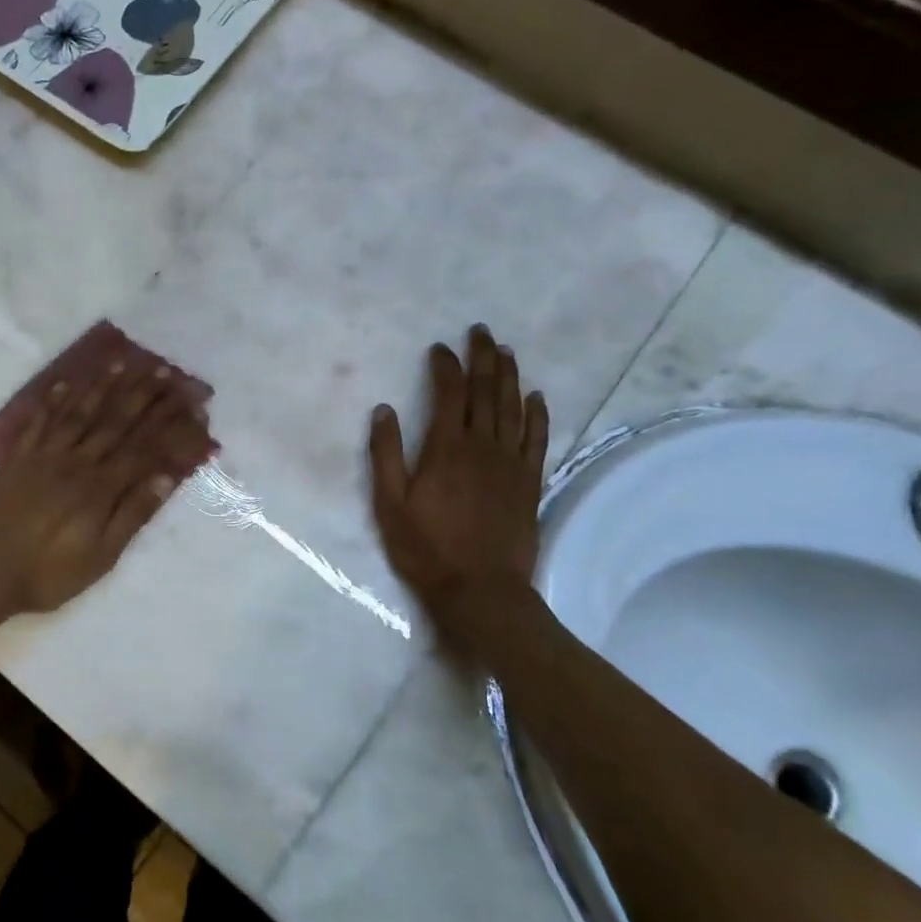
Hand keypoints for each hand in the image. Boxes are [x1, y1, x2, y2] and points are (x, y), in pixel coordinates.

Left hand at [0, 355, 210, 619]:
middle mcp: (74, 462)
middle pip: (114, 421)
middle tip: (163, 370)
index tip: (190, 404)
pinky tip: (64, 383)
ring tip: (121, 362)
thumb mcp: (101, 557)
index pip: (143, 447)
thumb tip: (165, 476)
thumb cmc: (50, 573)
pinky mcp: (17, 458)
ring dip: (101, 386)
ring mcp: (43, 456)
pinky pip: (37, 422)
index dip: (169, 425)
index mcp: (99, 488)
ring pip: (78, 413)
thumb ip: (133, 515)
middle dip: (142, 394)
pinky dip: (51, 401)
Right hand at [368, 325, 548, 618]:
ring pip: (513, 407)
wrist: (481, 589)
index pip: (449, 393)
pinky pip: (537, 438)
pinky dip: (537, 414)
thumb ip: (385, 455)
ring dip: (509, 376)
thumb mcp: (390, 504)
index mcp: (446, 448)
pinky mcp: (529, 481)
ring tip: (506, 351)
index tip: (440, 348)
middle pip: (486, 391)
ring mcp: (511, 463)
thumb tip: (384, 410)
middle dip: (482, 358)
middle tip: (481, 332)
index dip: (445, 366)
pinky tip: (536, 397)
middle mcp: (483, 446)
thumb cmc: (426, 548)